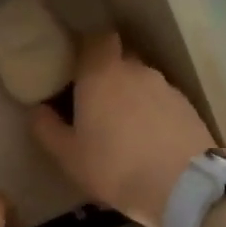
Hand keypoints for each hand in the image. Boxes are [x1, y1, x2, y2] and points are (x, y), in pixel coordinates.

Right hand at [30, 32, 216, 226]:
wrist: (183, 187)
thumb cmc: (114, 167)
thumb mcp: (68, 155)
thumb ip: (47, 128)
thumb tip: (37, 109)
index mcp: (101, 74)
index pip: (95, 40)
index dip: (85, 49)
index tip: (74, 68)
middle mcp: (135, 70)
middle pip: (119, 59)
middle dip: (106, 74)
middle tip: (93, 103)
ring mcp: (166, 87)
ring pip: (141, 81)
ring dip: (130, 96)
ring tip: (122, 127)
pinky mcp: (188, 107)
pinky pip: (161, 101)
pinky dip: (152, 113)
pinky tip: (147, 140)